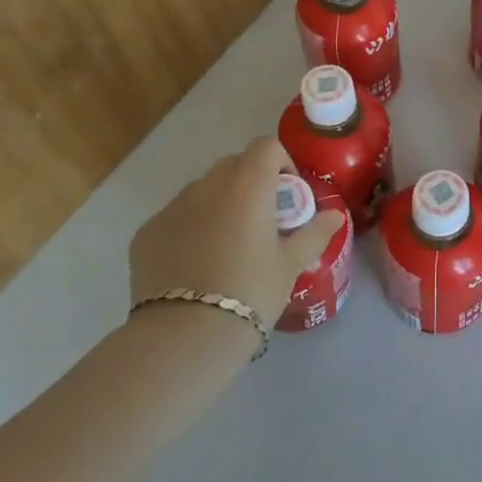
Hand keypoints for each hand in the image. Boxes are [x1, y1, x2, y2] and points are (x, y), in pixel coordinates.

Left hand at [128, 137, 344, 327]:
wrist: (185, 335)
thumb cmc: (251, 291)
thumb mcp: (291, 264)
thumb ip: (315, 233)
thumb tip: (335, 215)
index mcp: (247, 185)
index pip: (266, 146)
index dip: (281, 162)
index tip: (288, 194)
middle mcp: (207, 185)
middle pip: (234, 164)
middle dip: (251, 182)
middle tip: (262, 220)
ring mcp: (172, 207)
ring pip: (202, 190)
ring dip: (220, 203)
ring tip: (228, 244)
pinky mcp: (146, 232)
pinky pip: (176, 217)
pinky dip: (190, 228)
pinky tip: (196, 264)